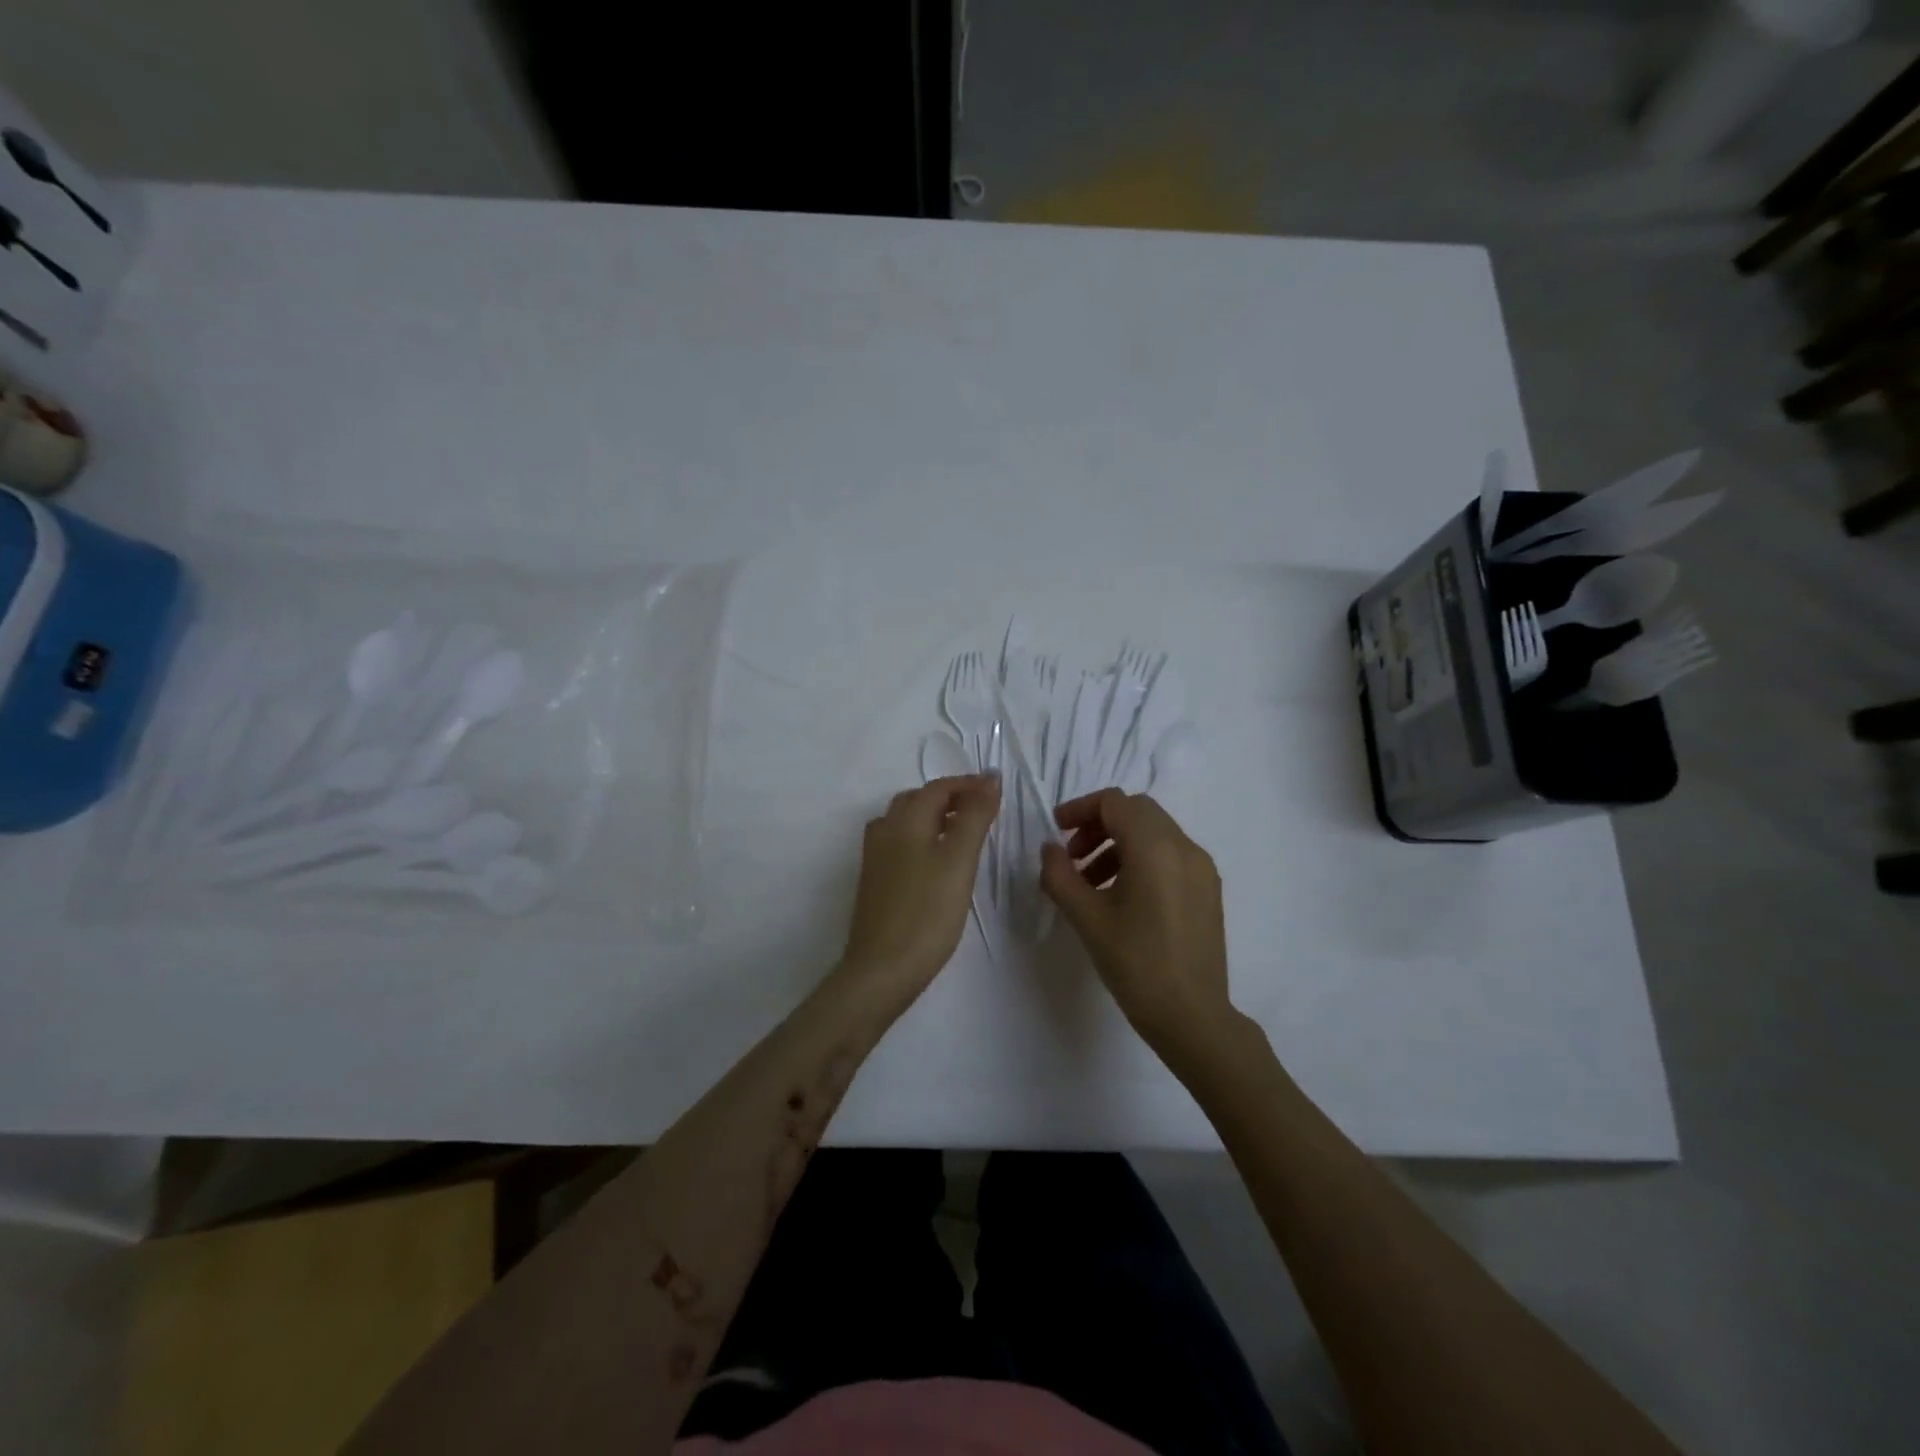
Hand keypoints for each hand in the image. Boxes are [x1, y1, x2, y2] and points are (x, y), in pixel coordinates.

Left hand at [838, 774, 999, 1001]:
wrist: (882, 969)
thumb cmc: (927, 913)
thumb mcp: (959, 861)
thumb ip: (974, 816)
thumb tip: (989, 778)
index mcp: (904, 820)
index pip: (938, 788)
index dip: (968, 784)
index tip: (998, 790)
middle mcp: (884, 831)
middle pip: (918, 800)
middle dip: (951, 798)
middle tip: (983, 810)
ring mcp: (875, 858)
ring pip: (905, 822)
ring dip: (934, 817)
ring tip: (963, 833)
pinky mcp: (874, 882)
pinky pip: (899, 844)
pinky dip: (922, 838)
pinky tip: (936, 861)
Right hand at [1040, 789, 1236, 1060]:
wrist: (1193, 1016)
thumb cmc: (1136, 964)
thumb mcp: (1087, 918)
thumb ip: (1060, 875)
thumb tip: (1049, 849)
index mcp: (1155, 847)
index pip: (1114, 802)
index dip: (1080, 809)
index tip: (1056, 831)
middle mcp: (1184, 847)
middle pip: (1136, 811)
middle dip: (1099, 824)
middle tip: (1072, 855)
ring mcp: (1202, 868)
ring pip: (1154, 832)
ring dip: (1118, 842)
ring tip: (1091, 882)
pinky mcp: (1208, 889)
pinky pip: (1170, 855)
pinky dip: (1141, 859)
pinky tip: (1121, 896)